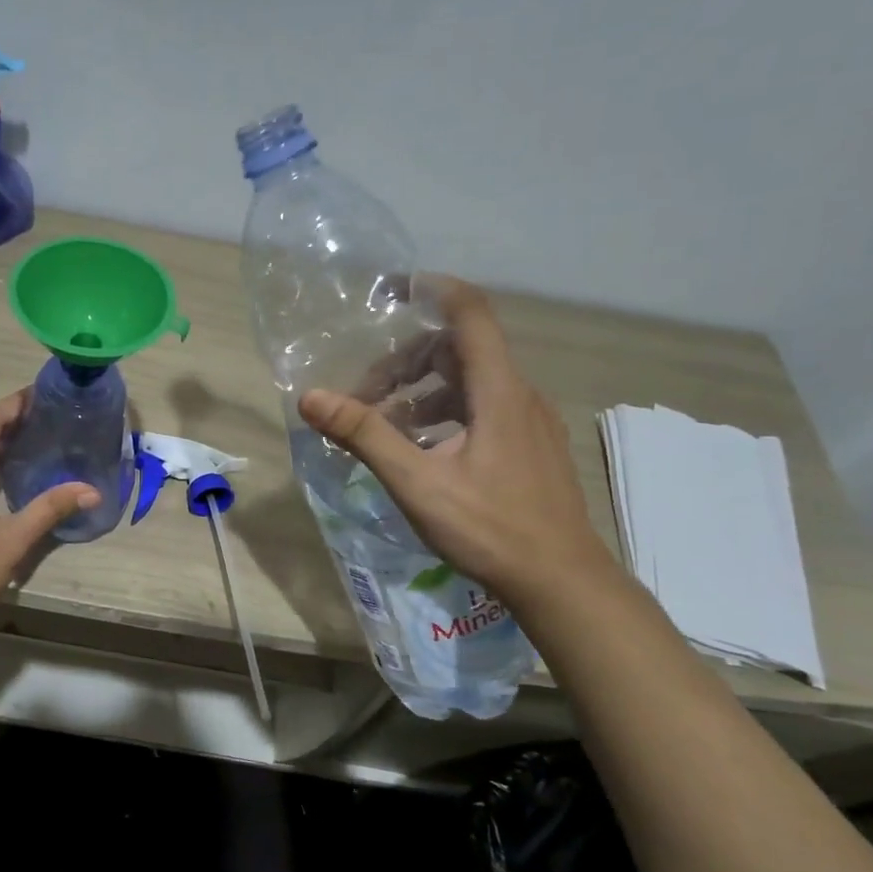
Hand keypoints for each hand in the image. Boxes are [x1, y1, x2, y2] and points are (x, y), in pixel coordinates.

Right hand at [298, 278, 614, 608]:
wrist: (561, 582)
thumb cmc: (489, 528)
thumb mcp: (417, 482)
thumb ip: (364, 435)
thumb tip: (311, 398)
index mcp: (498, 391)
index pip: (470, 313)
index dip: (433, 290)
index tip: (392, 289)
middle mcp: (519, 395)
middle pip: (460, 350)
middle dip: (406, 362)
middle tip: (364, 394)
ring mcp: (530, 422)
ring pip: (469, 383)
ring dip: (421, 393)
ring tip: (384, 427)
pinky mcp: (530, 446)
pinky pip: (482, 409)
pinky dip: (443, 415)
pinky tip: (420, 452)